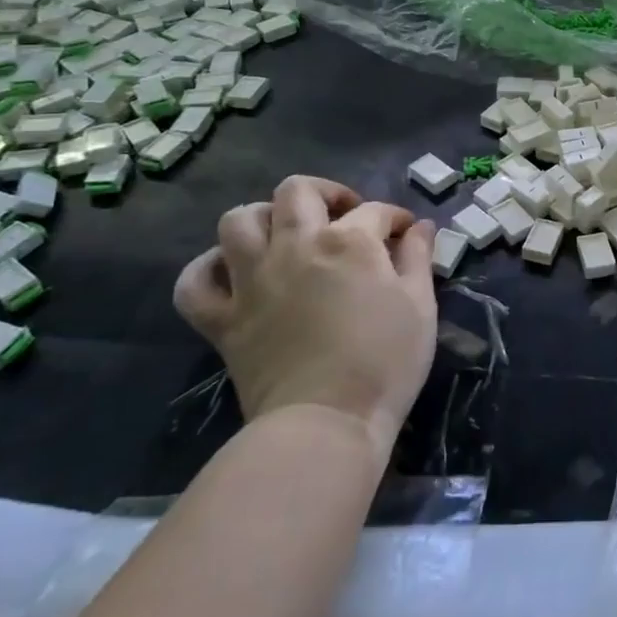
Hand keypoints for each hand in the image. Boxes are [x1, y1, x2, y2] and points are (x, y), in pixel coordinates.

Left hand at [173, 176, 437, 449]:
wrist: (326, 424)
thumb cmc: (385, 363)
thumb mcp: (420, 306)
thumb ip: (418, 258)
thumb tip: (420, 227)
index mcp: (348, 241)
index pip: (374, 210)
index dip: (395, 218)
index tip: (406, 234)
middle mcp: (295, 246)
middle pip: (297, 191)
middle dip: (326, 193)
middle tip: (344, 217)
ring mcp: (252, 281)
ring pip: (238, 220)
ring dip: (264, 218)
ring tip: (285, 235)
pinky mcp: (223, 320)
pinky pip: (195, 282)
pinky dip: (209, 269)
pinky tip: (231, 273)